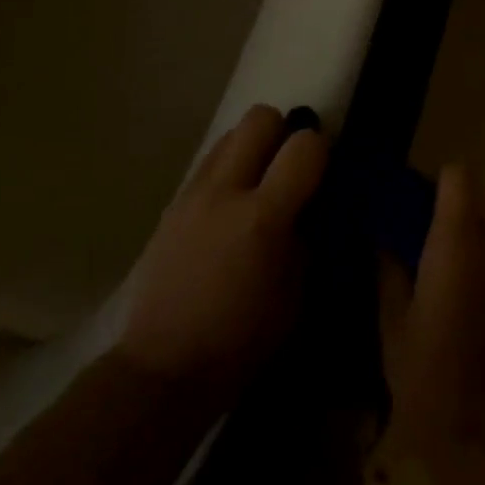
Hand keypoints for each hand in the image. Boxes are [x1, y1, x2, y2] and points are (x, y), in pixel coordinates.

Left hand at [117, 104, 327, 399]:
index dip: (320, 150)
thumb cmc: (240, 343)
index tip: (321, 172)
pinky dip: (226, 171)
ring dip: (251, 150)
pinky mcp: (172, 204)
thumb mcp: (295, 298)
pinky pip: (207, 164)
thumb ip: (305, 240)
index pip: (304, 146)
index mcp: (263, 217)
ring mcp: (193, 193)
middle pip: (260, 117)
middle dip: (281, 132)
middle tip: (287, 168)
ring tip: (256, 187)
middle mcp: (225, 191)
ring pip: (230, 134)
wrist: (163, 367)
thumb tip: (307, 209)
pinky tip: (227, 210)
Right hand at [380, 164, 484, 462]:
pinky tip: (455, 303)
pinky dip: (476, 265)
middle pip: (472, 202)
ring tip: (429, 275)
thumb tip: (382, 235)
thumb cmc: (428, 376)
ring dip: (459, 240)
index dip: (433, 182)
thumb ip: (388, 266)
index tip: (408, 203)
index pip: (459, 176)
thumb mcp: (391, 320)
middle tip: (409, 240)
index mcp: (458, 244)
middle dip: (441, 212)